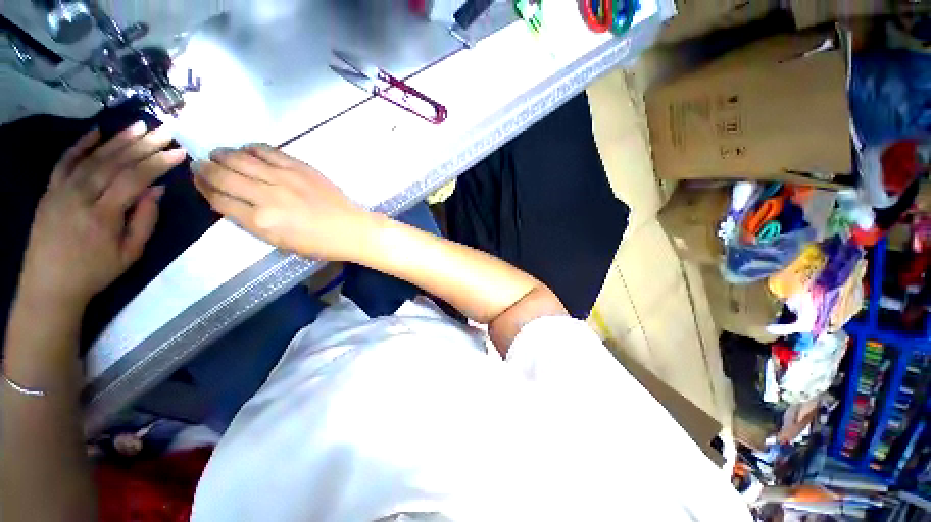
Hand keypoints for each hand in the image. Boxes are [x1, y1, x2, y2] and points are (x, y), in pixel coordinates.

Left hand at [17, 122, 185, 310]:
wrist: (50, 285)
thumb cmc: (95, 272)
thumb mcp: (130, 254)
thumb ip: (145, 221)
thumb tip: (157, 190)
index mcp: (103, 215)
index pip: (134, 179)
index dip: (158, 163)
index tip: (179, 152)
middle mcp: (80, 196)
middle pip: (114, 163)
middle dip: (142, 145)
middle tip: (164, 130)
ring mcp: (61, 190)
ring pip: (93, 158)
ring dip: (117, 140)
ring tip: (139, 126)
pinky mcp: (49, 190)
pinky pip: (65, 161)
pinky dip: (80, 145)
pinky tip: (97, 131)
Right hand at [193, 144, 374, 261]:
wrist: (351, 229)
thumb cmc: (319, 243)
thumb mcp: (280, 243)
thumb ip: (252, 222)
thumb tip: (229, 202)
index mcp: (261, 221)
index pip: (219, 199)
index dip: (203, 189)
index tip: (198, 181)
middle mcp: (267, 196)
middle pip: (224, 176)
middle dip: (206, 169)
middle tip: (200, 165)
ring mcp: (284, 178)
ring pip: (241, 158)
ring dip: (223, 154)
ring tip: (217, 154)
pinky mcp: (300, 167)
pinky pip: (268, 150)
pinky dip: (251, 148)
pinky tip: (247, 150)